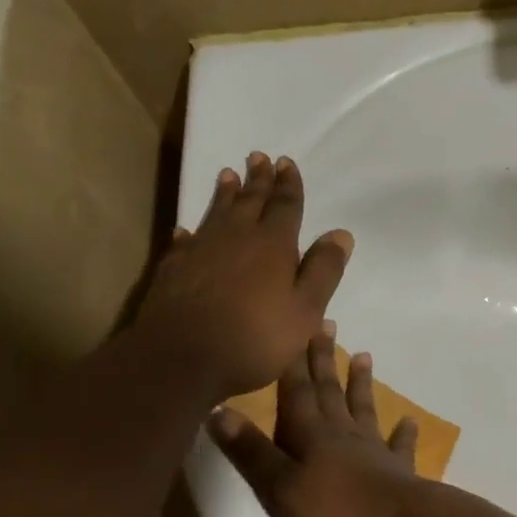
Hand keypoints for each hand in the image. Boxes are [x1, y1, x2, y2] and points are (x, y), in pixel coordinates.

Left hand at [130, 152, 352, 400]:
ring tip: (228, 175)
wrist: (182, 359)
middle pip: (250, 201)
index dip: (288, 184)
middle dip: (258, 179)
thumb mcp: (305, 310)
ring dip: (225, 193)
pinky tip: (188, 229)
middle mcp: (236, 237)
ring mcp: (201, 250)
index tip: (287, 163)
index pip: (285, 205)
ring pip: (217, 212)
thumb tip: (341, 234)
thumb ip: (323, 271)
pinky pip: (186, 239)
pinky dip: (192, 231)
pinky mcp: (174, 268)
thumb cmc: (255, 337)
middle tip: (259, 157)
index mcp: (273, 244)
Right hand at [208, 325, 424, 516]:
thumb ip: (249, 449)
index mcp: (309, 433)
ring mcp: (372, 448)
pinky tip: (410, 421)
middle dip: (324, 359)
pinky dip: (403, 433)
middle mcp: (341, 431)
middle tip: (328, 326)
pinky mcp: (397, 469)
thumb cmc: (331, 507)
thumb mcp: (277, 485)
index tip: (297, 326)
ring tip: (364, 356)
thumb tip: (218, 410)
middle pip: (329, 390)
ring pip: (363, 408)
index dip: (293, 362)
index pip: (297, 390)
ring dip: (361, 383)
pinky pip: (400, 445)